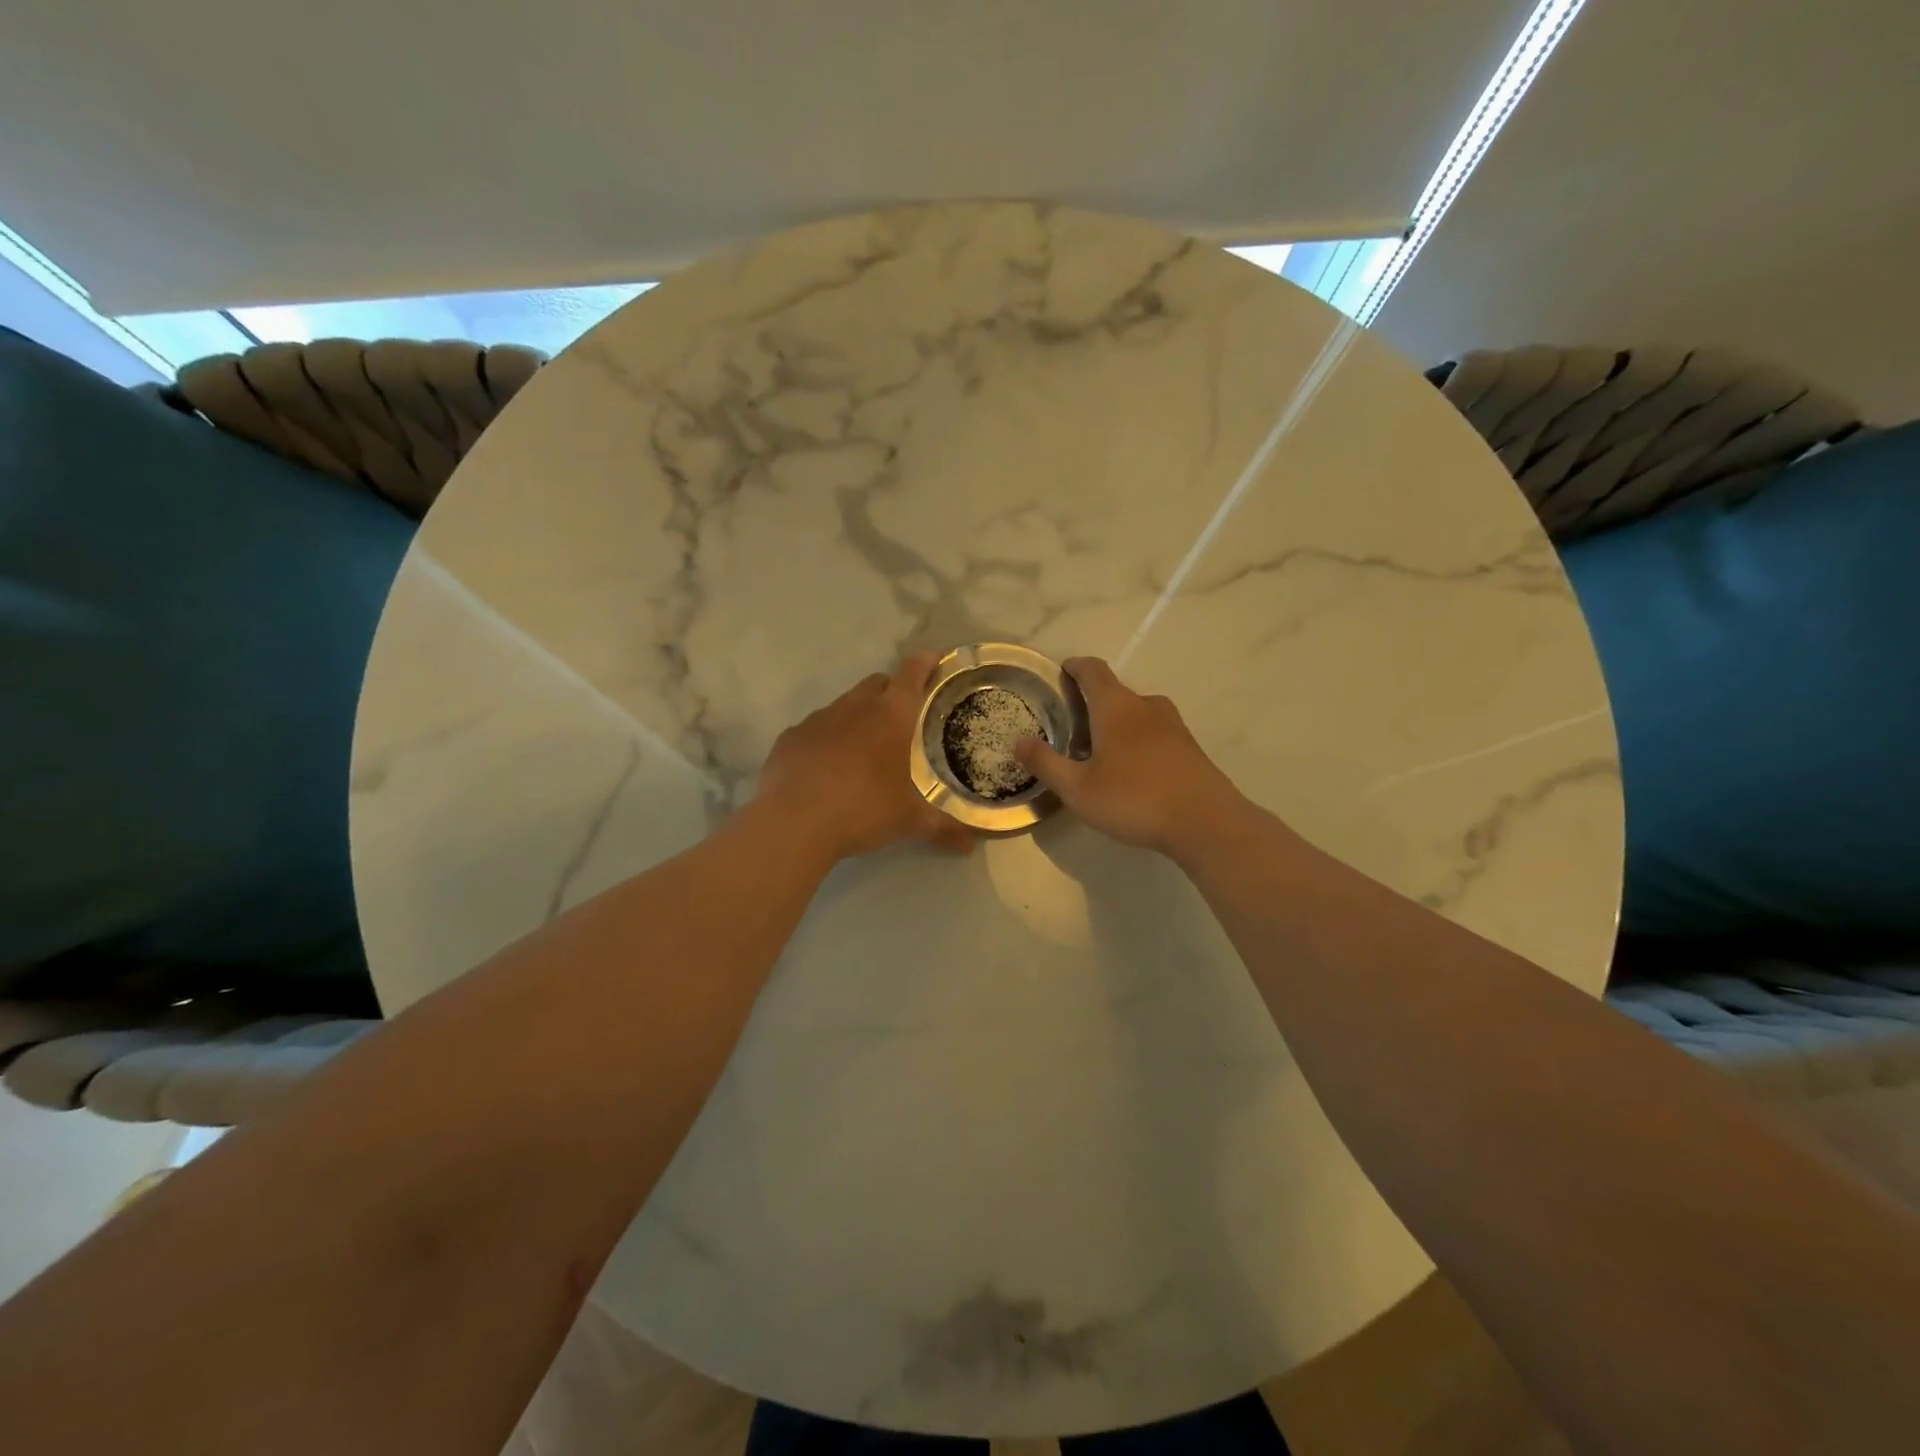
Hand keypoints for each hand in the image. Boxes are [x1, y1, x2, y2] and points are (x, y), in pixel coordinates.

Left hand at [756, 652, 975, 861]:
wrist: (793, 823)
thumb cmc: (863, 810)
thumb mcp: (910, 821)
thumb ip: (945, 828)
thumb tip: (974, 843)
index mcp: (892, 715)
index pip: (913, 672)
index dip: (926, 662)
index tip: (935, 660)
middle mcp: (855, 706)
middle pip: (877, 683)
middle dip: (892, 691)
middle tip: (903, 717)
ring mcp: (818, 719)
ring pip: (844, 704)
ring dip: (858, 716)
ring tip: (865, 748)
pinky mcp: (790, 737)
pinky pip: (815, 729)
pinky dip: (827, 739)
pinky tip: (827, 767)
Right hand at [1015, 657, 1247, 856]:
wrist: (1206, 822)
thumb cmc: (1135, 799)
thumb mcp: (1078, 789)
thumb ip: (1046, 763)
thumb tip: (1017, 740)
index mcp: (1116, 707)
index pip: (1093, 670)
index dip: (1075, 667)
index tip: (1062, 671)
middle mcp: (1146, 706)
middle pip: (1115, 691)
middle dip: (1092, 702)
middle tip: (1071, 725)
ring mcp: (1173, 726)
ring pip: (1137, 712)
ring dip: (1117, 722)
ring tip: (1099, 749)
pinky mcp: (1189, 748)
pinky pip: (1155, 732)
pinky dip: (1137, 739)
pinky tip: (1131, 769)